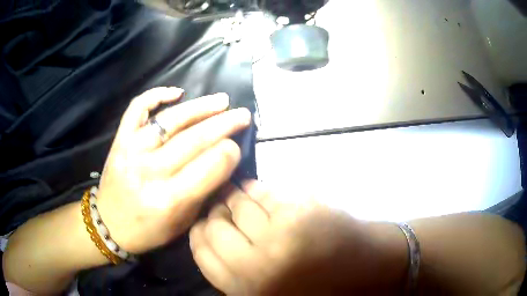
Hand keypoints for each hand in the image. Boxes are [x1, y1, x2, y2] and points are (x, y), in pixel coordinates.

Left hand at [96, 87, 251, 253]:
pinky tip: (177, 92)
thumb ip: (204, 191)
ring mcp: (132, 151)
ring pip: (171, 120)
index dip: (230, 153)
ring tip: (222, 100)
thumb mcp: (183, 223)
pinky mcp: (120, 140)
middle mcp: (150, 172)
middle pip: (194, 140)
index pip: (209, 167)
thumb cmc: (149, 230)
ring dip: (200, 107)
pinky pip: (137, 108)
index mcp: (168, 200)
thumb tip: (224, 160)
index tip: (238, 146)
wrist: (109, 225)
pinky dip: (156, 95)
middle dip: (225, 124)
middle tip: (242, 115)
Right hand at [189, 181, 408, 294]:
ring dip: (232, 197)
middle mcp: (257, 265)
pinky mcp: (301, 211)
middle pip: (214, 227)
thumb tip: (211, 243)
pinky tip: (253, 189)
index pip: (202, 253)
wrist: (368, 269)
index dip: (198, 234)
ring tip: (233, 194)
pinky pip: (263, 193)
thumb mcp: (268, 293)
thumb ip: (236, 275)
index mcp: (247, 290)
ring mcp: (280, 235)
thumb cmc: (318, 287)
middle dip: (213, 213)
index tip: (202, 224)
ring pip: (237, 205)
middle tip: (219, 208)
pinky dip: (254, 189)